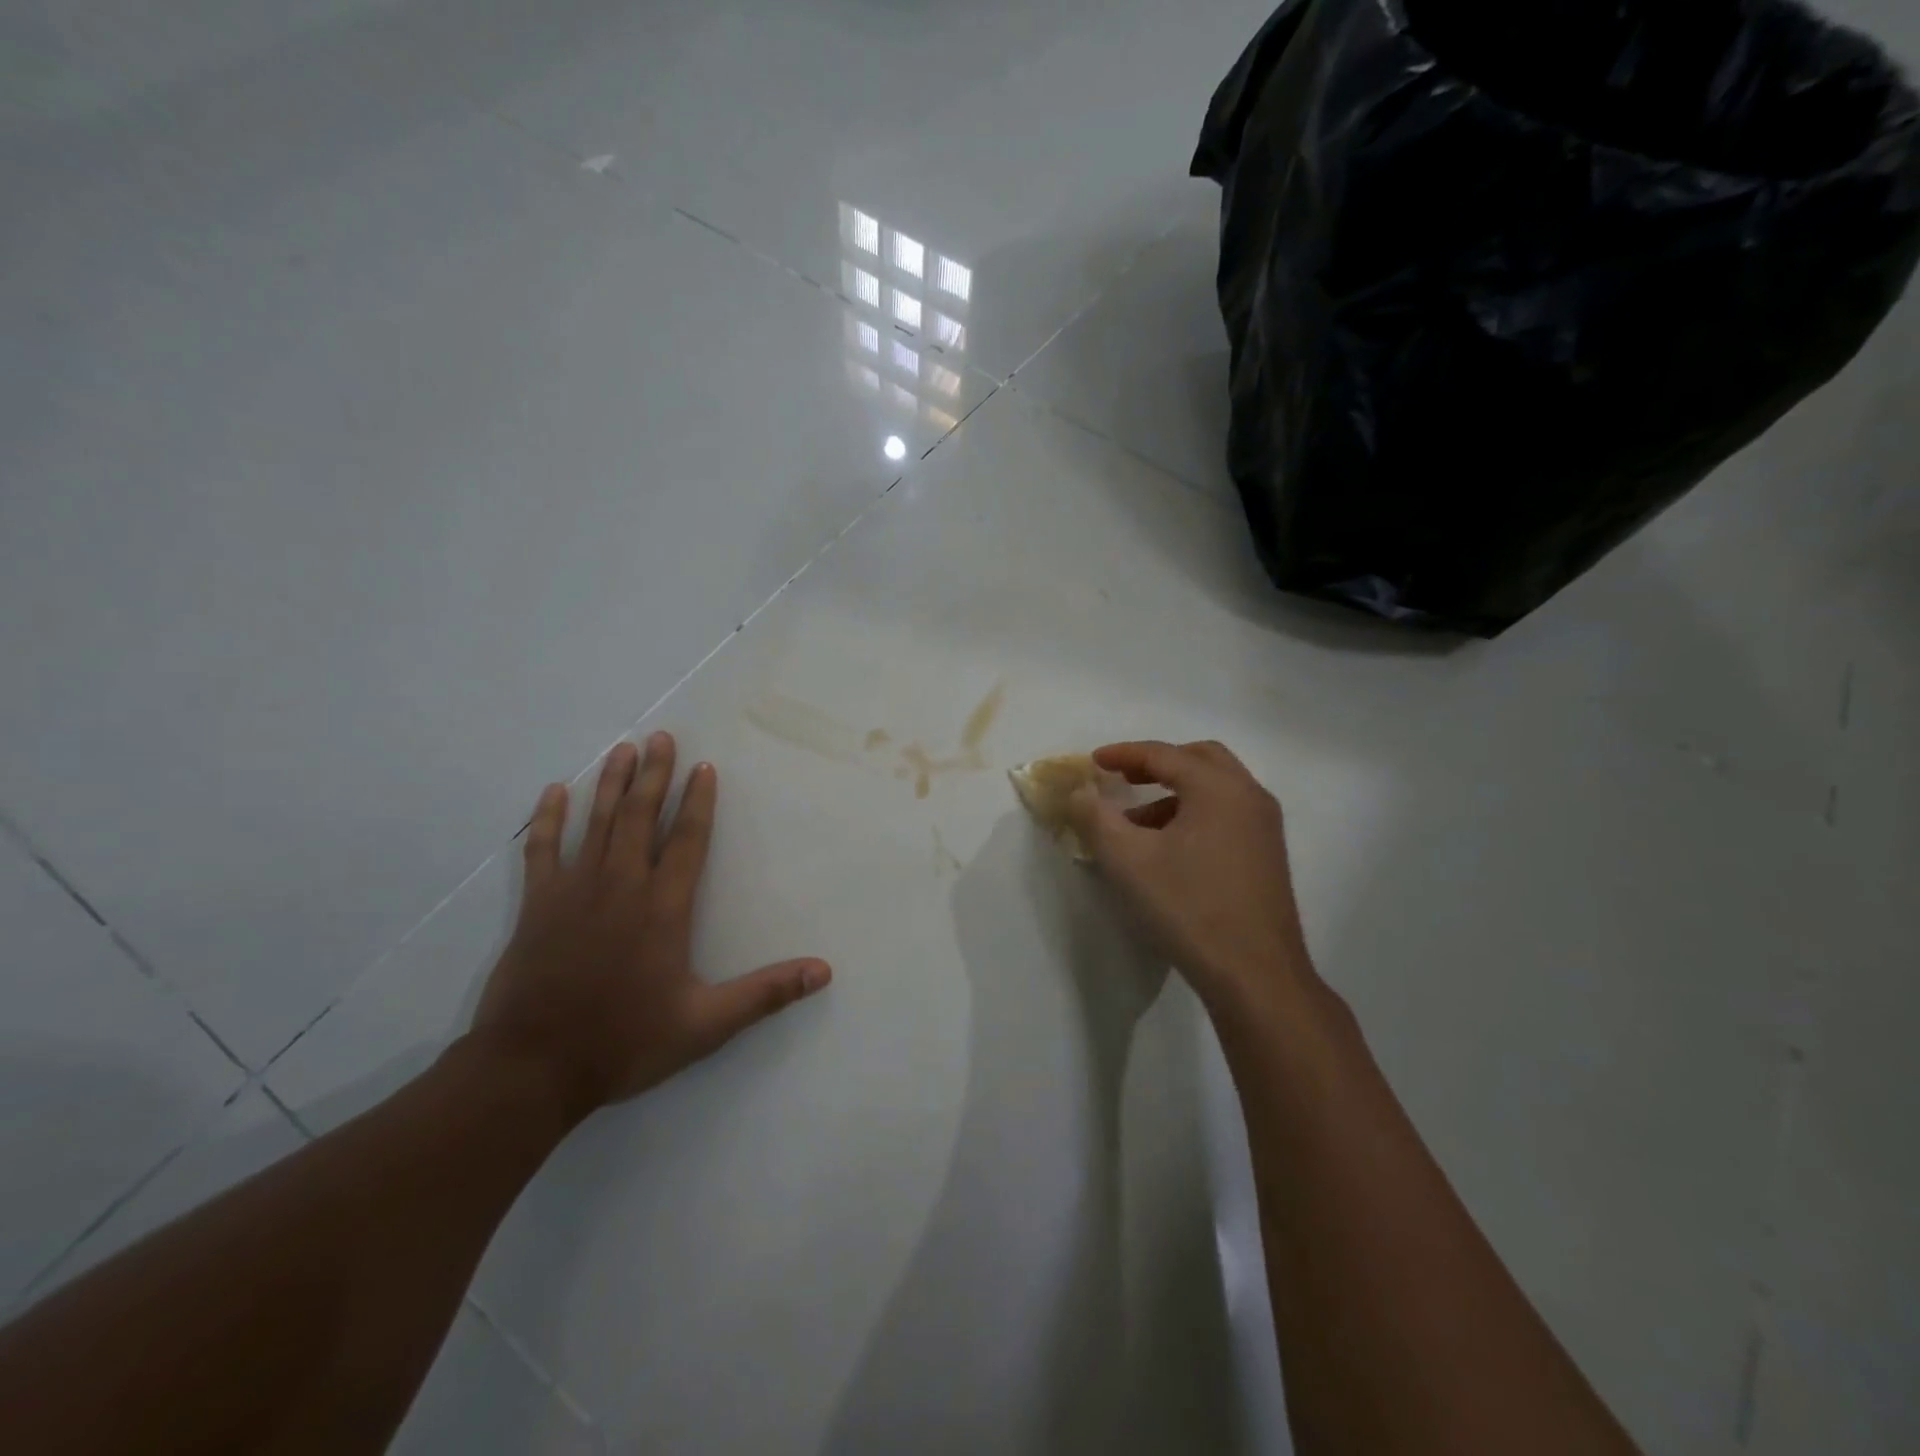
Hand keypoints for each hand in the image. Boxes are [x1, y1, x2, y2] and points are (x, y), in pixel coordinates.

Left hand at [471, 732, 830, 1121]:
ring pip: (596, 823)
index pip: (687, 841)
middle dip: (654, 775)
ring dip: (611, 783)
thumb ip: (766, 993)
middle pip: (640, 817)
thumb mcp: (706, 1025)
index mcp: (663, 909)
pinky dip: (548, 819)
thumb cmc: (624, 1042)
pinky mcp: (537, 905)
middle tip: (662, 737)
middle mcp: (621, 887)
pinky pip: (542, 850)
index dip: (697, 802)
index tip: (704, 767)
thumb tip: (824, 971)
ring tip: (623, 749)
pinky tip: (554, 792)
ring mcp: (574, 892)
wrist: (532, 1069)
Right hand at [1065, 740, 1314, 1020]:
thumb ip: (1095, 817)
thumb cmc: (1188, 908)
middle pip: (1199, 759)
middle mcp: (1249, 796)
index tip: (1093, 762)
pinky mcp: (1268, 855)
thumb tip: (1079, 791)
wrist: (1255, 975)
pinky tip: (1169, 850)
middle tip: (1122, 779)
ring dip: (1175, 792)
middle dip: (1157, 764)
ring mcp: (1265, 826)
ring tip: (1137, 825)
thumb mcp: (1127, 861)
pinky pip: (1227, 813)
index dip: (1124, 754)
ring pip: (1216, 788)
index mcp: (1218, 788)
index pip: (1164, 755)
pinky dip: (1195, 813)